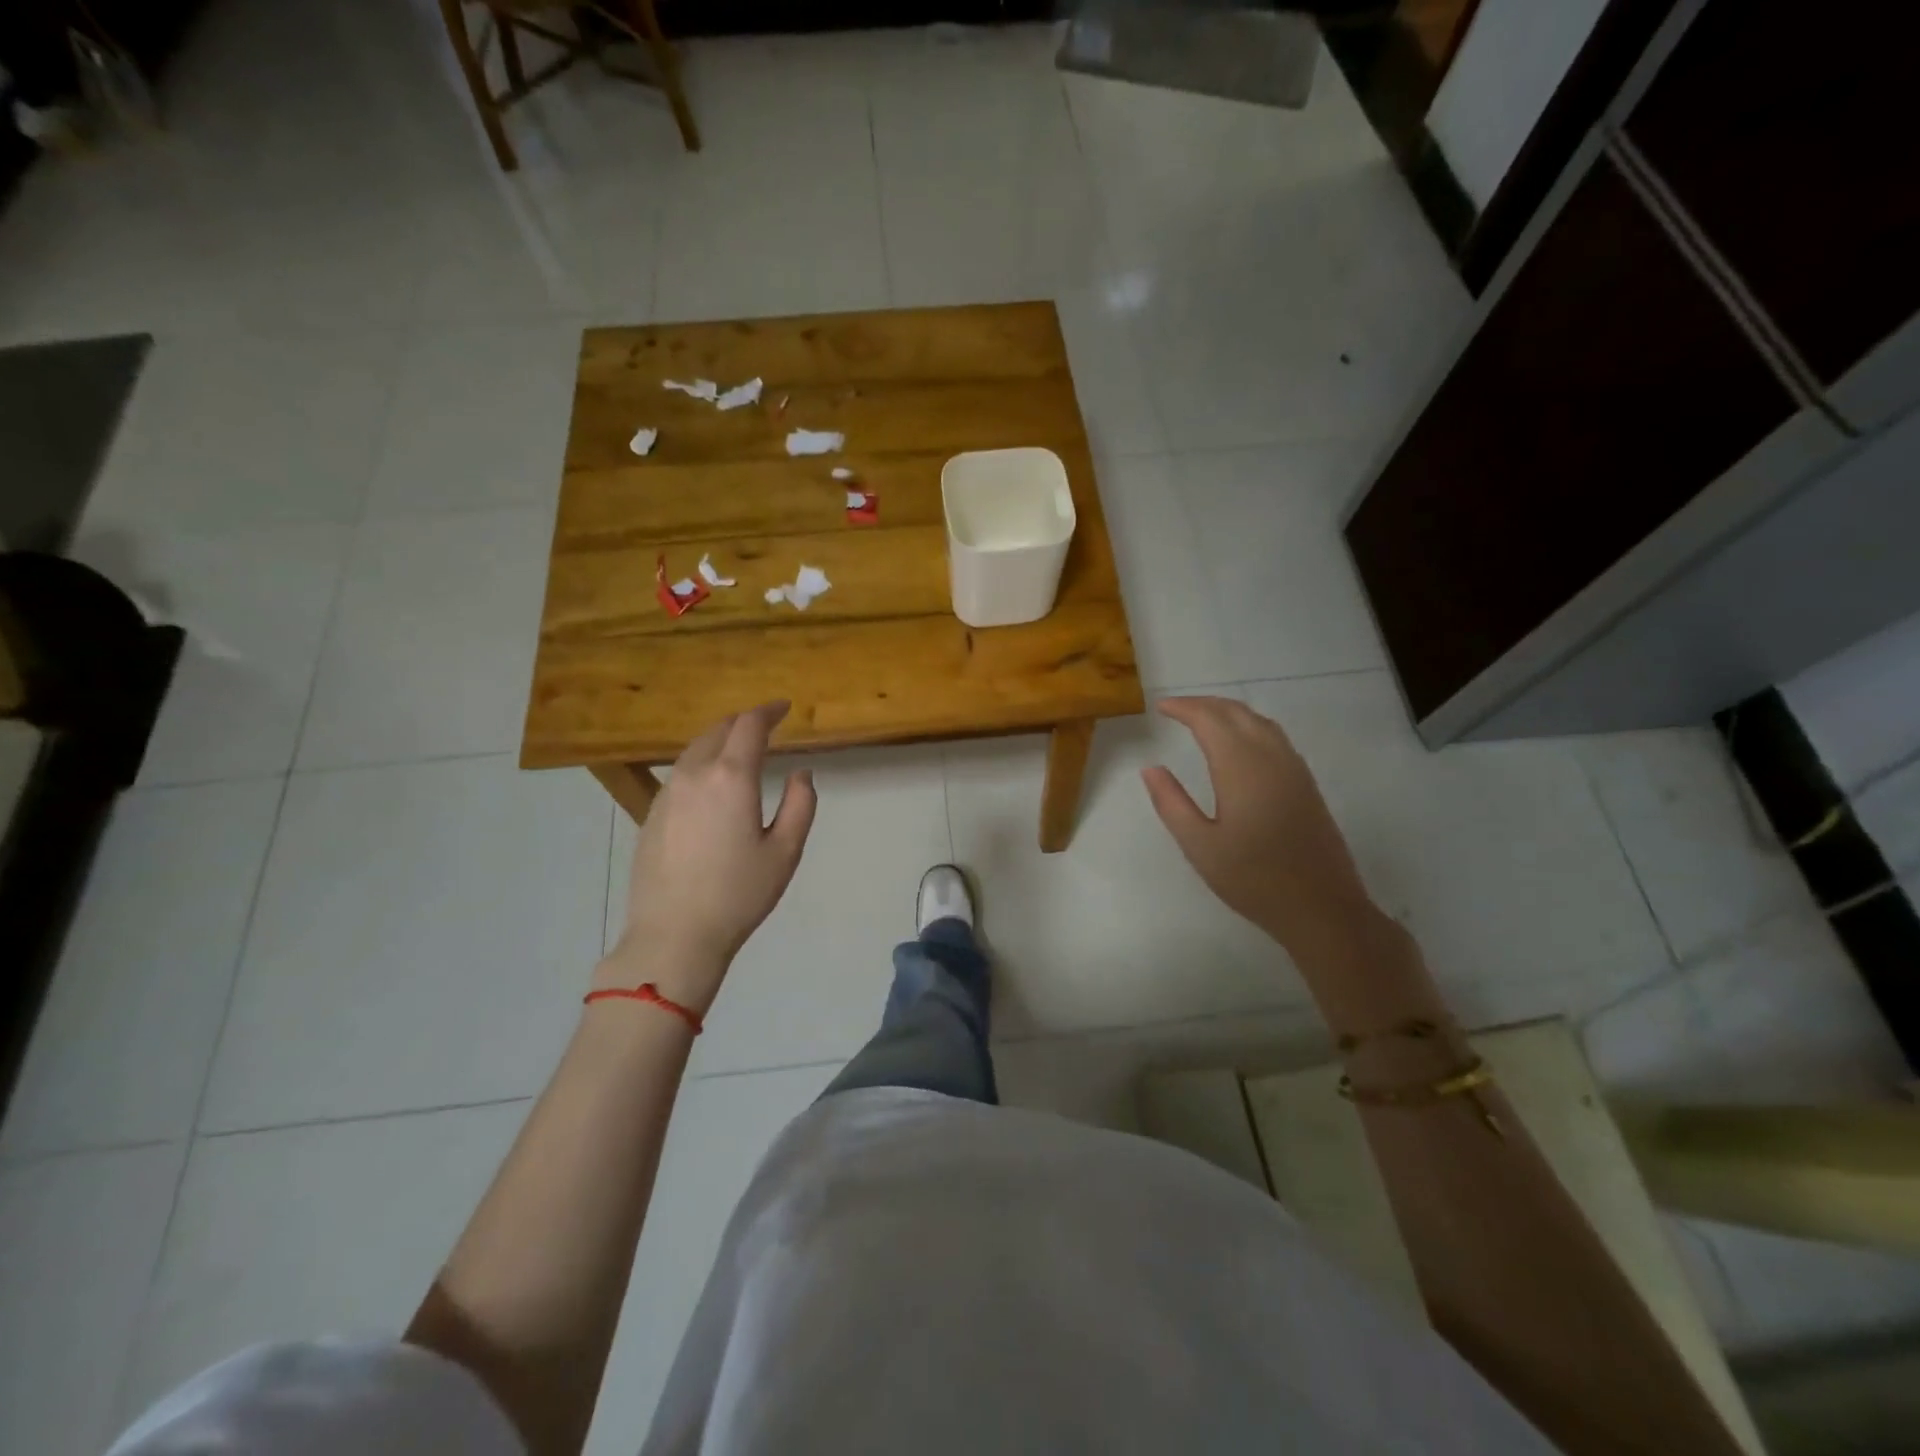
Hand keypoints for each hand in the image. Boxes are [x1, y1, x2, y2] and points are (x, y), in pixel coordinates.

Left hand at [598, 702, 816, 1013]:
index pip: (749, 726)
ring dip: (720, 740)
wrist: (673, 935)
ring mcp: (667, 793)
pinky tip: (711, 785)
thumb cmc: (738, 894)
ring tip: (740, 750)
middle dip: (743, 721)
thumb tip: (801, 773)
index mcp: (731, 777)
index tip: (784, 708)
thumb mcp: (785, 851)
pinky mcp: (652, 814)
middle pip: (718, 729)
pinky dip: (701, 764)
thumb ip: (800, 804)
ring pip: (694, 749)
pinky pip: (680, 773)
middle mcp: (694, 774)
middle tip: (765, 726)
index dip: (768, 711)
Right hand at [1142, 696, 1376, 955]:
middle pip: (1237, 712)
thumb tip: (1150, 769)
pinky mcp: (1306, 783)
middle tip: (1177, 709)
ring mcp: (1294, 769)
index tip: (1161, 707)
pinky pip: (1275, 737)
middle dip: (1205, 704)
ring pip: (1260, 721)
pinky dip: (1249, 726)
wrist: (1322, 907)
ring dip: (1229, 712)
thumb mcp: (1200, 846)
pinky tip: (1239, 744)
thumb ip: (1171, 803)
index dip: (1184, 708)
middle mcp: (1271, 758)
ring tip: (1203, 719)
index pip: (1209, 720)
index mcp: (1241, 768)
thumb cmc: (1253, 879)